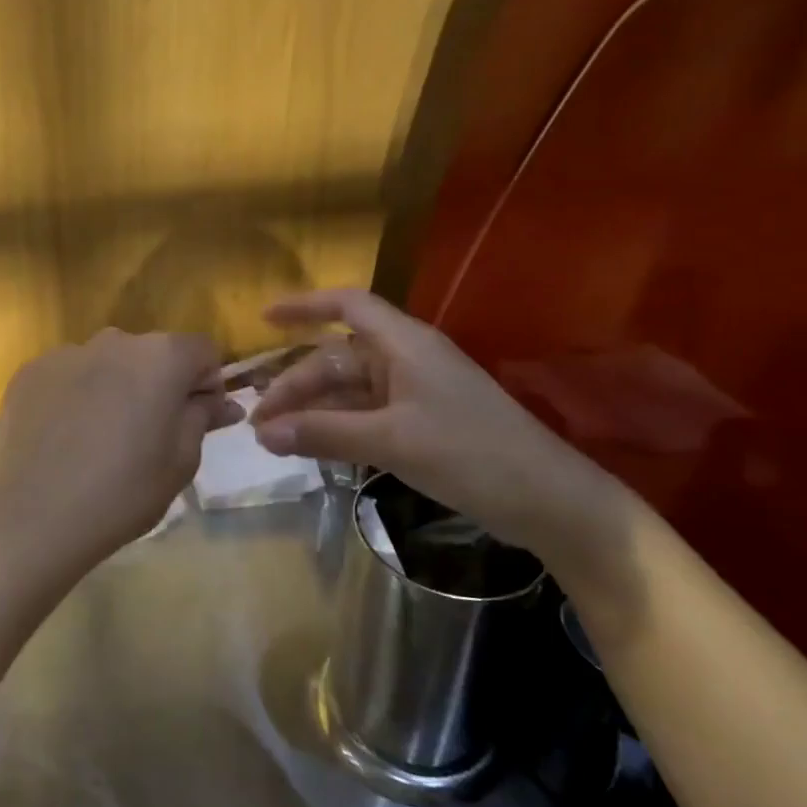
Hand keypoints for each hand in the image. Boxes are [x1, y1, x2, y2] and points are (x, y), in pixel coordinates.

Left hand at [0, 329, 241, 589]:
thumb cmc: (123, 492)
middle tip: (148, 434)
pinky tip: (63, 438)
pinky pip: (66, 376)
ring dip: (114, 387)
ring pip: (106, 363)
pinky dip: (74, 396)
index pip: (201, 350)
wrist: (33, 516)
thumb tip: (221, 401)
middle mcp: (114, 340)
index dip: (206, 381)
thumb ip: (202, 418)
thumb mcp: (181, 462)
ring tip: (99, 438)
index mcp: (161, 357)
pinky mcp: (29, 372)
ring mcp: (66, 353)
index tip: (196, 418)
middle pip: (151, 353)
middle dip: (158, 383)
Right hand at [250, 289, 619, 559]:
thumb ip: (325, 433)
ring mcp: (414, 394)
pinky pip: (365, 416)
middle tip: (258, 422)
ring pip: (348, 391)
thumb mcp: (391, 441)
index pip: (348, 305)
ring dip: (311, 411)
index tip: (263, 318)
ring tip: (273, 440)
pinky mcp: (420, 424)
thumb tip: (262, 433)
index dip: (304, 306)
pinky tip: (310, 449)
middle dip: (296, 385)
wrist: (549, 501)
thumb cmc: (471, 454)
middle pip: (337, 358)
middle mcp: (406, 360)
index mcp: (405, 345)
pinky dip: (336, 429)